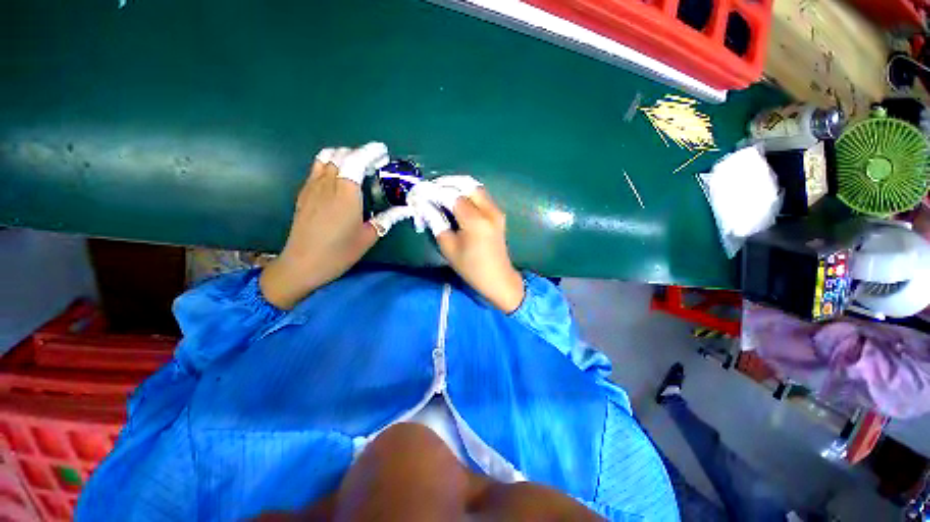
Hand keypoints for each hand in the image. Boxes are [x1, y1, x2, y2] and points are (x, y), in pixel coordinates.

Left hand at [260, 143, 402, 309]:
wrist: (303, 264)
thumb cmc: (339, 252)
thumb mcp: (368, 237)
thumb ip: (387, 219)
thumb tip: (405, 210)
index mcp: (346, 193)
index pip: (356, 160)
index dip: (370, 152)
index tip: (383, 151)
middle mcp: (327, 184)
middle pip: (341, 154)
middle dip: (360, 152)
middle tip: (375, 163)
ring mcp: (312, 186)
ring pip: (326, 157)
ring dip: (344, 155)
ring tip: (357, 165)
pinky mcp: (304, 193)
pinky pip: (317, 168)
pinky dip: (331, 163)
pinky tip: (339, 177)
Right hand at [410, 178, 524, 313]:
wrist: (498, 278)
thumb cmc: (471, 267)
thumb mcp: (448, 247)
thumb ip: (436, 222)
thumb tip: (424, 205)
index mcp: (475, 221)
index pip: (452, 196)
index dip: (434, 192)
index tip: (420, 192)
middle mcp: (489, 211)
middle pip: (466, 185)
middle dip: (447, 183)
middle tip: (431, 189)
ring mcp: (496, 211)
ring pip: (475, 188)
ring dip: (457, 186)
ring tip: (441, 193)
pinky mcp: (498, 214)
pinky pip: (481, 196)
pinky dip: (467, 193)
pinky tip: (456, 200)